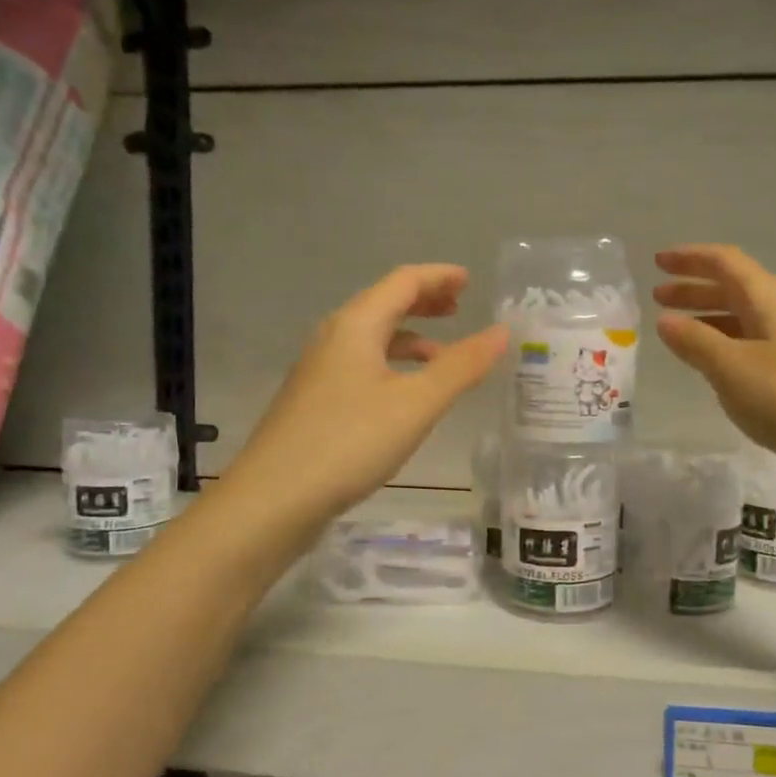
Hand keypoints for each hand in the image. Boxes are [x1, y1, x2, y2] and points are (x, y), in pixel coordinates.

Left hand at [224, 264, 507, 524]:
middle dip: (424, 302)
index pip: (403, 282)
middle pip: (384, 305)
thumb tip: (501, 331)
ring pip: (371, 339)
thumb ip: (462, 366)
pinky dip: (391, 366)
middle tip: (459, 308)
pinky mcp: (314, 402)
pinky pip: (361, 366)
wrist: (273, 499)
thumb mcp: (417, 404)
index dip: (439, 277)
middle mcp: (333, 338)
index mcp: (355, 325)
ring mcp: (319, 371)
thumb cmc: (350, 442)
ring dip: (409, 338)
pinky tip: (405, 396)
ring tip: (443, 356)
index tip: (470, 280)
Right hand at [653, 245, 775, 486]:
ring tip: (678, 333)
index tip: (657, 261)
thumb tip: (666, 319)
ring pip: (746, 320)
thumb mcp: (733, 369)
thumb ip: (696, 343)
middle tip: (658, 296)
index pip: (726, 263)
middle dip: (696, 289)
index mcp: (771, 300)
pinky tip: (717, 369)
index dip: (691, 258)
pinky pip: (757, 348)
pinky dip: (729, 347)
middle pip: (737, 289)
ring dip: (710, 319)